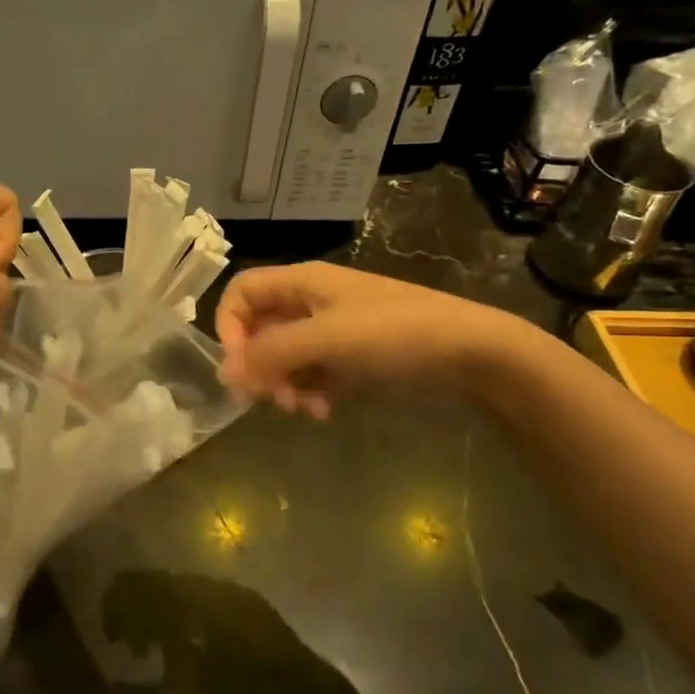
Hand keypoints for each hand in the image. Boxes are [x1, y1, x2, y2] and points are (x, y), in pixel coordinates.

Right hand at [215, 262, 531, 417]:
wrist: (472, 353)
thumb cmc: (393, 334)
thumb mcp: (326, 339)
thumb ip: (271, 354)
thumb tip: (223, 373)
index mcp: (303, 282)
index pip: (242, 292)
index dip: (229, 325)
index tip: (240, 365)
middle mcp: (313, 302)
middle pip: (262, 328)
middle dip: (260, 365)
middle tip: (269, 398)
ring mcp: (335, 330)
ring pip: (287, 356)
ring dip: (285, 384)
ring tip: (303, 408)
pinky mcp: (354, 357)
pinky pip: (315, 373)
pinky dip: (312, 392)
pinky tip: (325, 411)